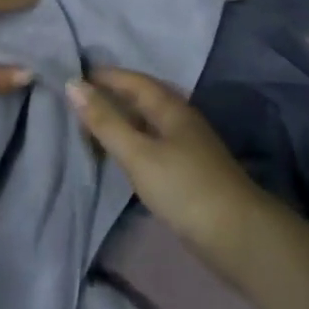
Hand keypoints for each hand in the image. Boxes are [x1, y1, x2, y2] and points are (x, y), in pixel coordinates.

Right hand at [68, 68, 279, 283]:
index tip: (75, 75)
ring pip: (147, 121)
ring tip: (91, 124)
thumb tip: (73, 84)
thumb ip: (106, 122)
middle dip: (112, 94)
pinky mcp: (187, 170)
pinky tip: (121, 154)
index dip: (106, 76)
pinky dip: (131, 141)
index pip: (134, 80)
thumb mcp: (139, 154)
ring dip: (121, 119)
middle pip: (142, 98)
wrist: (235, 233)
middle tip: (78, 99)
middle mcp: (180, 118)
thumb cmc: (183, 187)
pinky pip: (152, 143)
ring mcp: (186, 144)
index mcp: (170, 106)